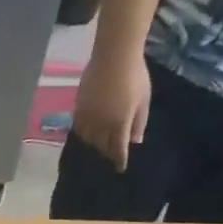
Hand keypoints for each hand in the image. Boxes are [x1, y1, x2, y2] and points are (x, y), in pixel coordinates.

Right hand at [71, 51, 150, 171]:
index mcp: (120, 122)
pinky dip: (84, 133)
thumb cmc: (135, 75)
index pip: (118, 148)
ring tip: (99, 142)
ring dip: (95, 143)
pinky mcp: (78, 108)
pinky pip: (78, 128)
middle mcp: (101, 124)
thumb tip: (135, 141)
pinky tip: (88, 131)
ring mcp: (88, 117)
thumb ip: (139, 121)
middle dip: (107, 151)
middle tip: (112, 152)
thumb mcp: (144, 99)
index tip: (120, 168)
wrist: (113, 55)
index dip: (119, 159)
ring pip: (88, 139)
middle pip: (102, 145)